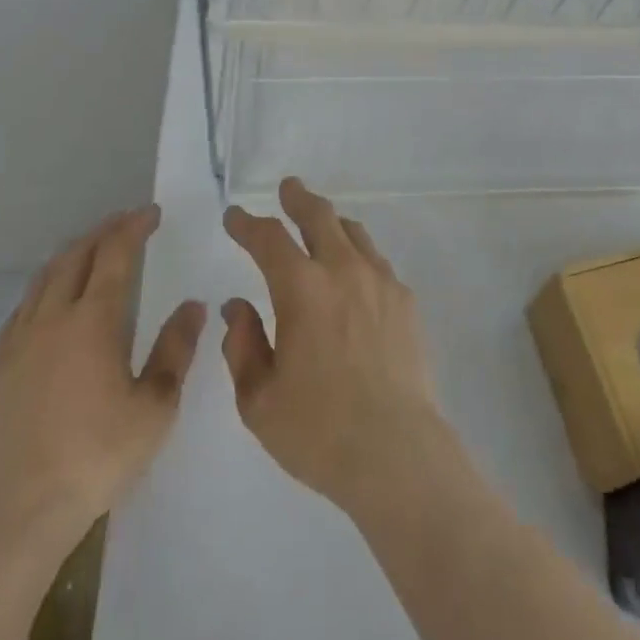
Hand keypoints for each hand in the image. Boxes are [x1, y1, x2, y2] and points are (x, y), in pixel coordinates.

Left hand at [0, 206, 205, 554]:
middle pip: (76, 256)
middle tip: (125, 222)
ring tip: (90, 249)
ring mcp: (18, 342)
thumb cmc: (94, 459)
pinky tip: (49, 300)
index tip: (151, 213)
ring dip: (71, 254)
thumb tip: (193, 306)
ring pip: (44, 277)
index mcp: (93, 320)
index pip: (116, 254)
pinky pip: (22, 308)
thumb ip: (175, 350)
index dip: (134, 227)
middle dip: (103, 232)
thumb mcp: (154, 408)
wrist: (12, 516)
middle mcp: (52, 318)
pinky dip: (43, 287)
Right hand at [221, 177, 449, 514]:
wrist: (396, 450)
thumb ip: (243, 345)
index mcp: (301, 289)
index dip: (247, 223)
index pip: (268, 239)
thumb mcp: (259, 399)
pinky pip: (376, 261)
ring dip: (331, 222)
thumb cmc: (318, 430)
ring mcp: (380, 280)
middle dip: (298, 198)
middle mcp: (342, 270)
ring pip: (353, 232)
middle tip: (288, 188)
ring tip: (321, 225)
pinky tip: (355, 274)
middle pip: (318, 215)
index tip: (235, 217)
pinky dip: (358, 254)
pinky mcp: (405, 299)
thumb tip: (236, 306)